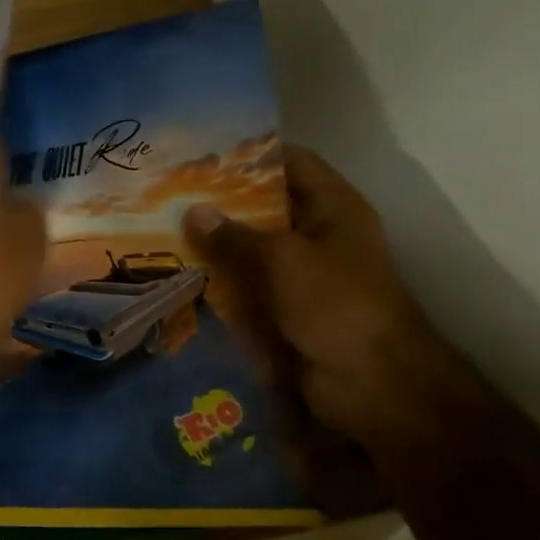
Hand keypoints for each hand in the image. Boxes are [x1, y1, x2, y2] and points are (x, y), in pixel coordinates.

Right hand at [184, 150, 454, 441]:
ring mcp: (304, 274)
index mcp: (334, 209)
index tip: (205, 155)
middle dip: (224, 203)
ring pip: (254, 249)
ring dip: (218, 245)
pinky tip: (184, 275)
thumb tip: (193, 211)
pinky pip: (250, 286)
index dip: (253, 155)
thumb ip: (235, 236)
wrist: (372, 384)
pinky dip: (222, 281)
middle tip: (173, 196)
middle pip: (268, 207)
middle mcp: (320, 235)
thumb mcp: (283, 261)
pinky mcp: (288, 309)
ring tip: (167, 232)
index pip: (293, 163)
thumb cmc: (336, 306)